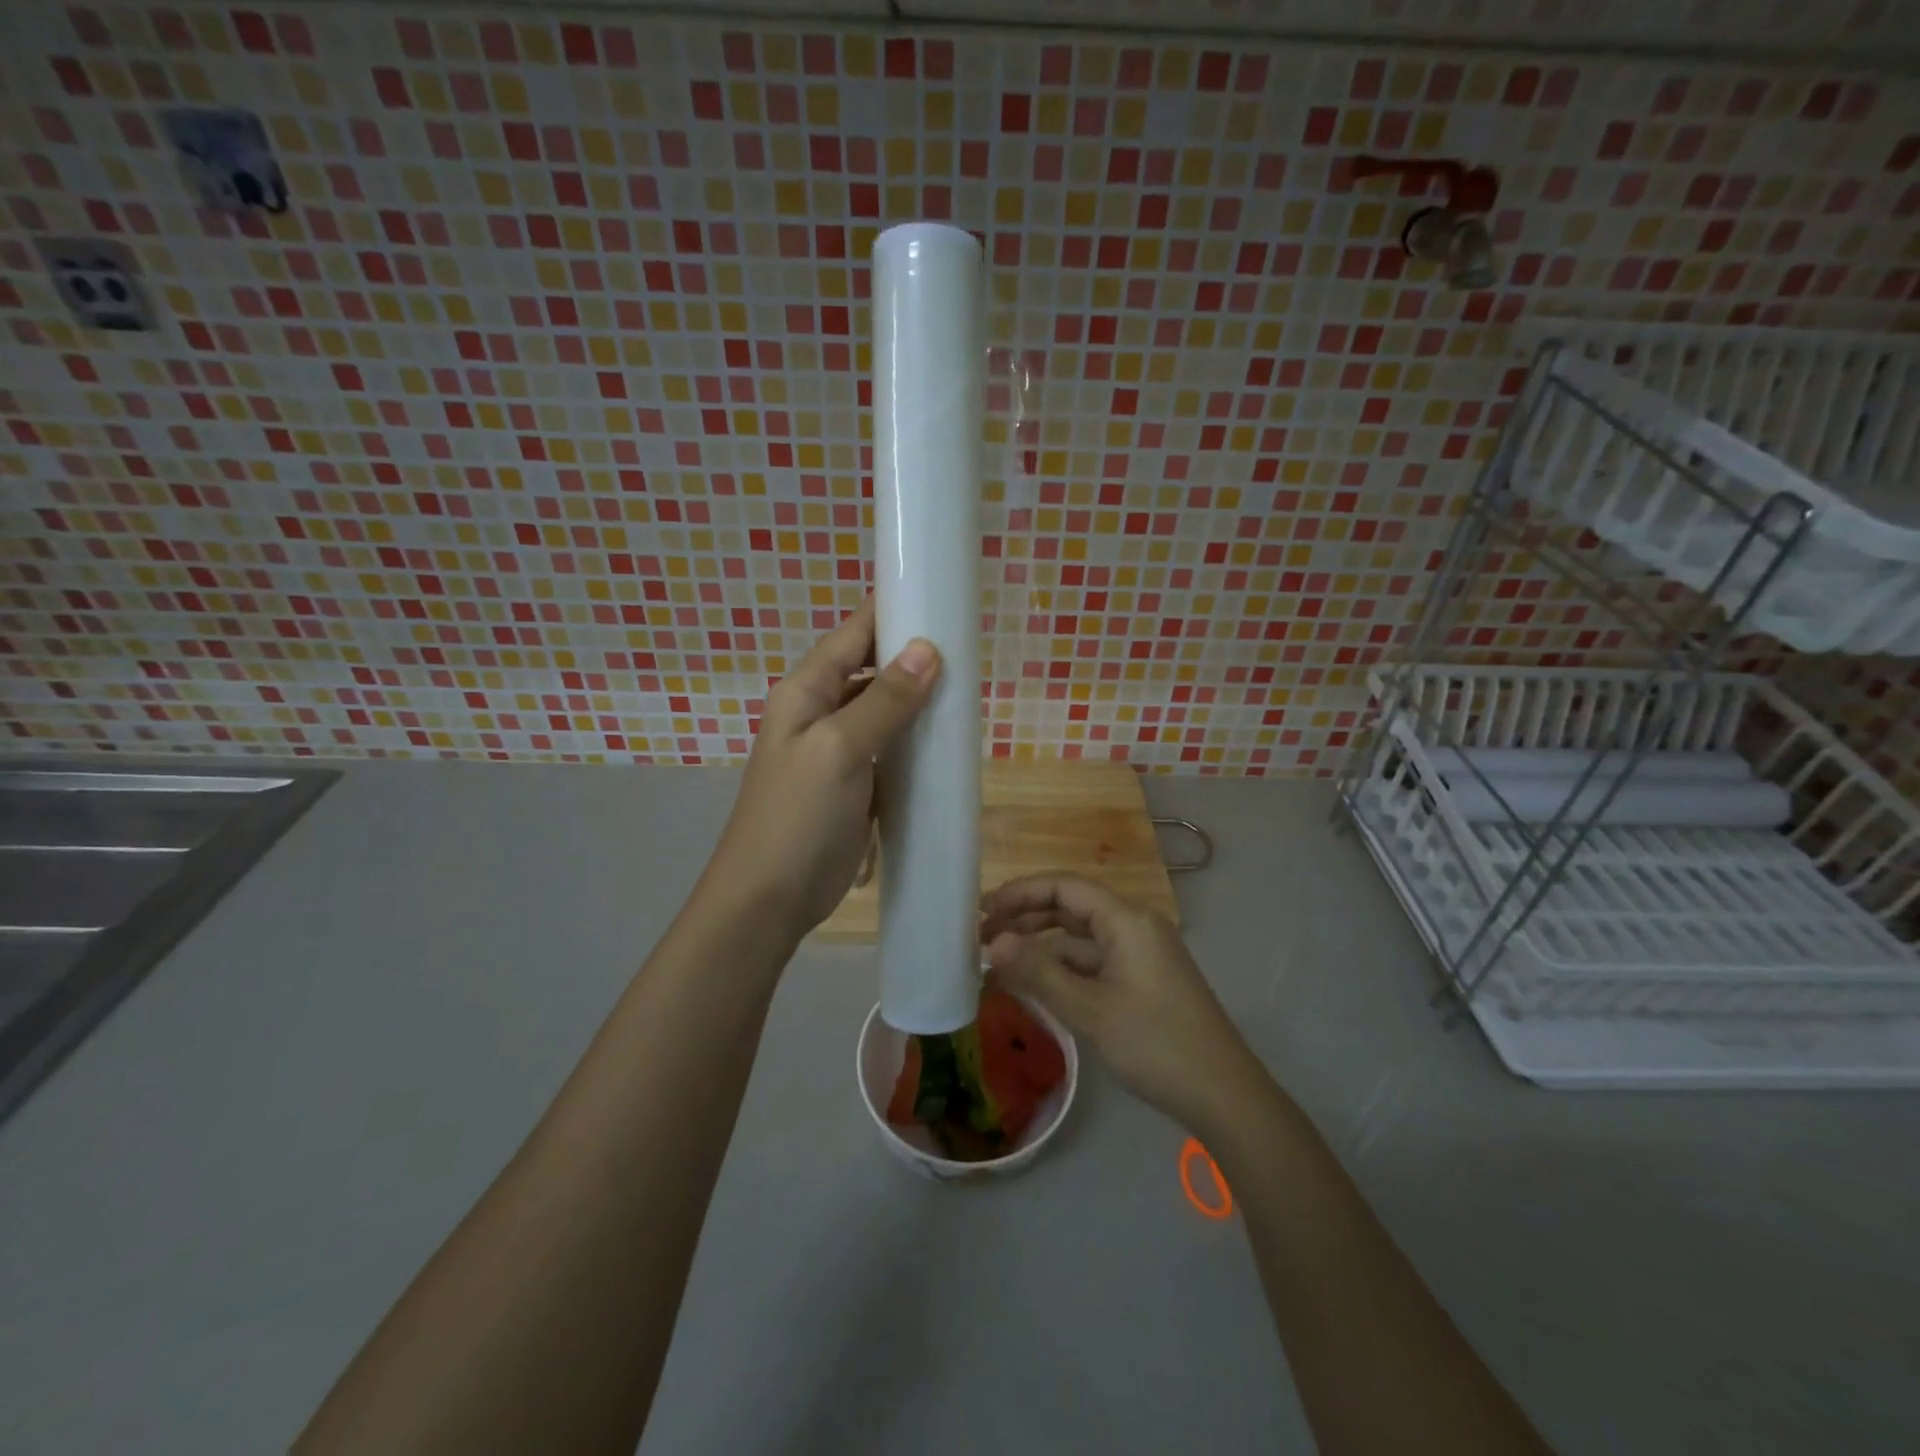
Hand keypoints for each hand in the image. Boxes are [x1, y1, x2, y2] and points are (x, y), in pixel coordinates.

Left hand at [706, 599, 940, 934]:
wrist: (769, 900)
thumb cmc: (796, 818)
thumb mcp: (839, 750)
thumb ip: (883, 701)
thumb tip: (927, 648)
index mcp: (804, 692)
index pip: (852, 636)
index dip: (890, 613)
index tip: (939, 599)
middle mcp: (818, 713)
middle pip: (870, 671)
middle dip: (912, 659)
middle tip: (967, 653)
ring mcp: (836, 752)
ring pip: (883, 712)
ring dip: (917, 703)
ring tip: (965, 693)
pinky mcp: (854, 786)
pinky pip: (889, 751)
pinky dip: (914, 743)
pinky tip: (946, 743)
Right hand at [980, 875, 1265, 1134]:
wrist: (1224, 1095)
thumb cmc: (1156, 1044)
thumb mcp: (1090, 1010)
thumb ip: (1039, 973)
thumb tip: (993, 943)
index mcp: (1127, 919)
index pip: (1065, 887)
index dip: (1021, 893)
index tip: (982, 910)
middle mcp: (1134, 926)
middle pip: (1072, 907)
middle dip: (1026, 917)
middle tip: (981, 935)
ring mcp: (1141, 953)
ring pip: (1081, 938)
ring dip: (1042, 945)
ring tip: (999, 961)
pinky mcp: (1143, 979)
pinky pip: (1094, 961)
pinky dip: (1063, 967)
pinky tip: (1035, 984)